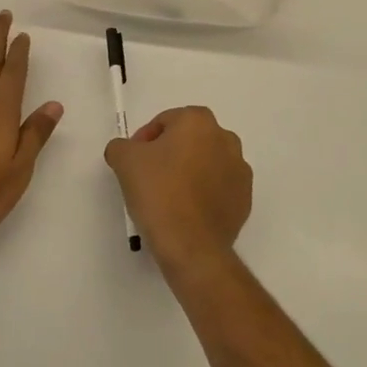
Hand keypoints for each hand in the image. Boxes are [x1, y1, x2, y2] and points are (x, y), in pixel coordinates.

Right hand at [105, 107, 251, 277]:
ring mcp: (240, 170)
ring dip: (189, 172)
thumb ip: (121, 145)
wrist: (191, 245)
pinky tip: (186, 212)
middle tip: (149, 177)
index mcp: (199, 121)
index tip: (134, 162)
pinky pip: (219, 188)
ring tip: (168, 196)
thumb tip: (126, 150)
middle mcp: (226, 139)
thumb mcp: (124, 161)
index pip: (165, 121)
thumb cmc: (159, 192)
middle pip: (189, 140)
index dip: (145, 140)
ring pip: (206, 163)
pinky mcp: (245, 199)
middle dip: (169, 153)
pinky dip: (204, 193)